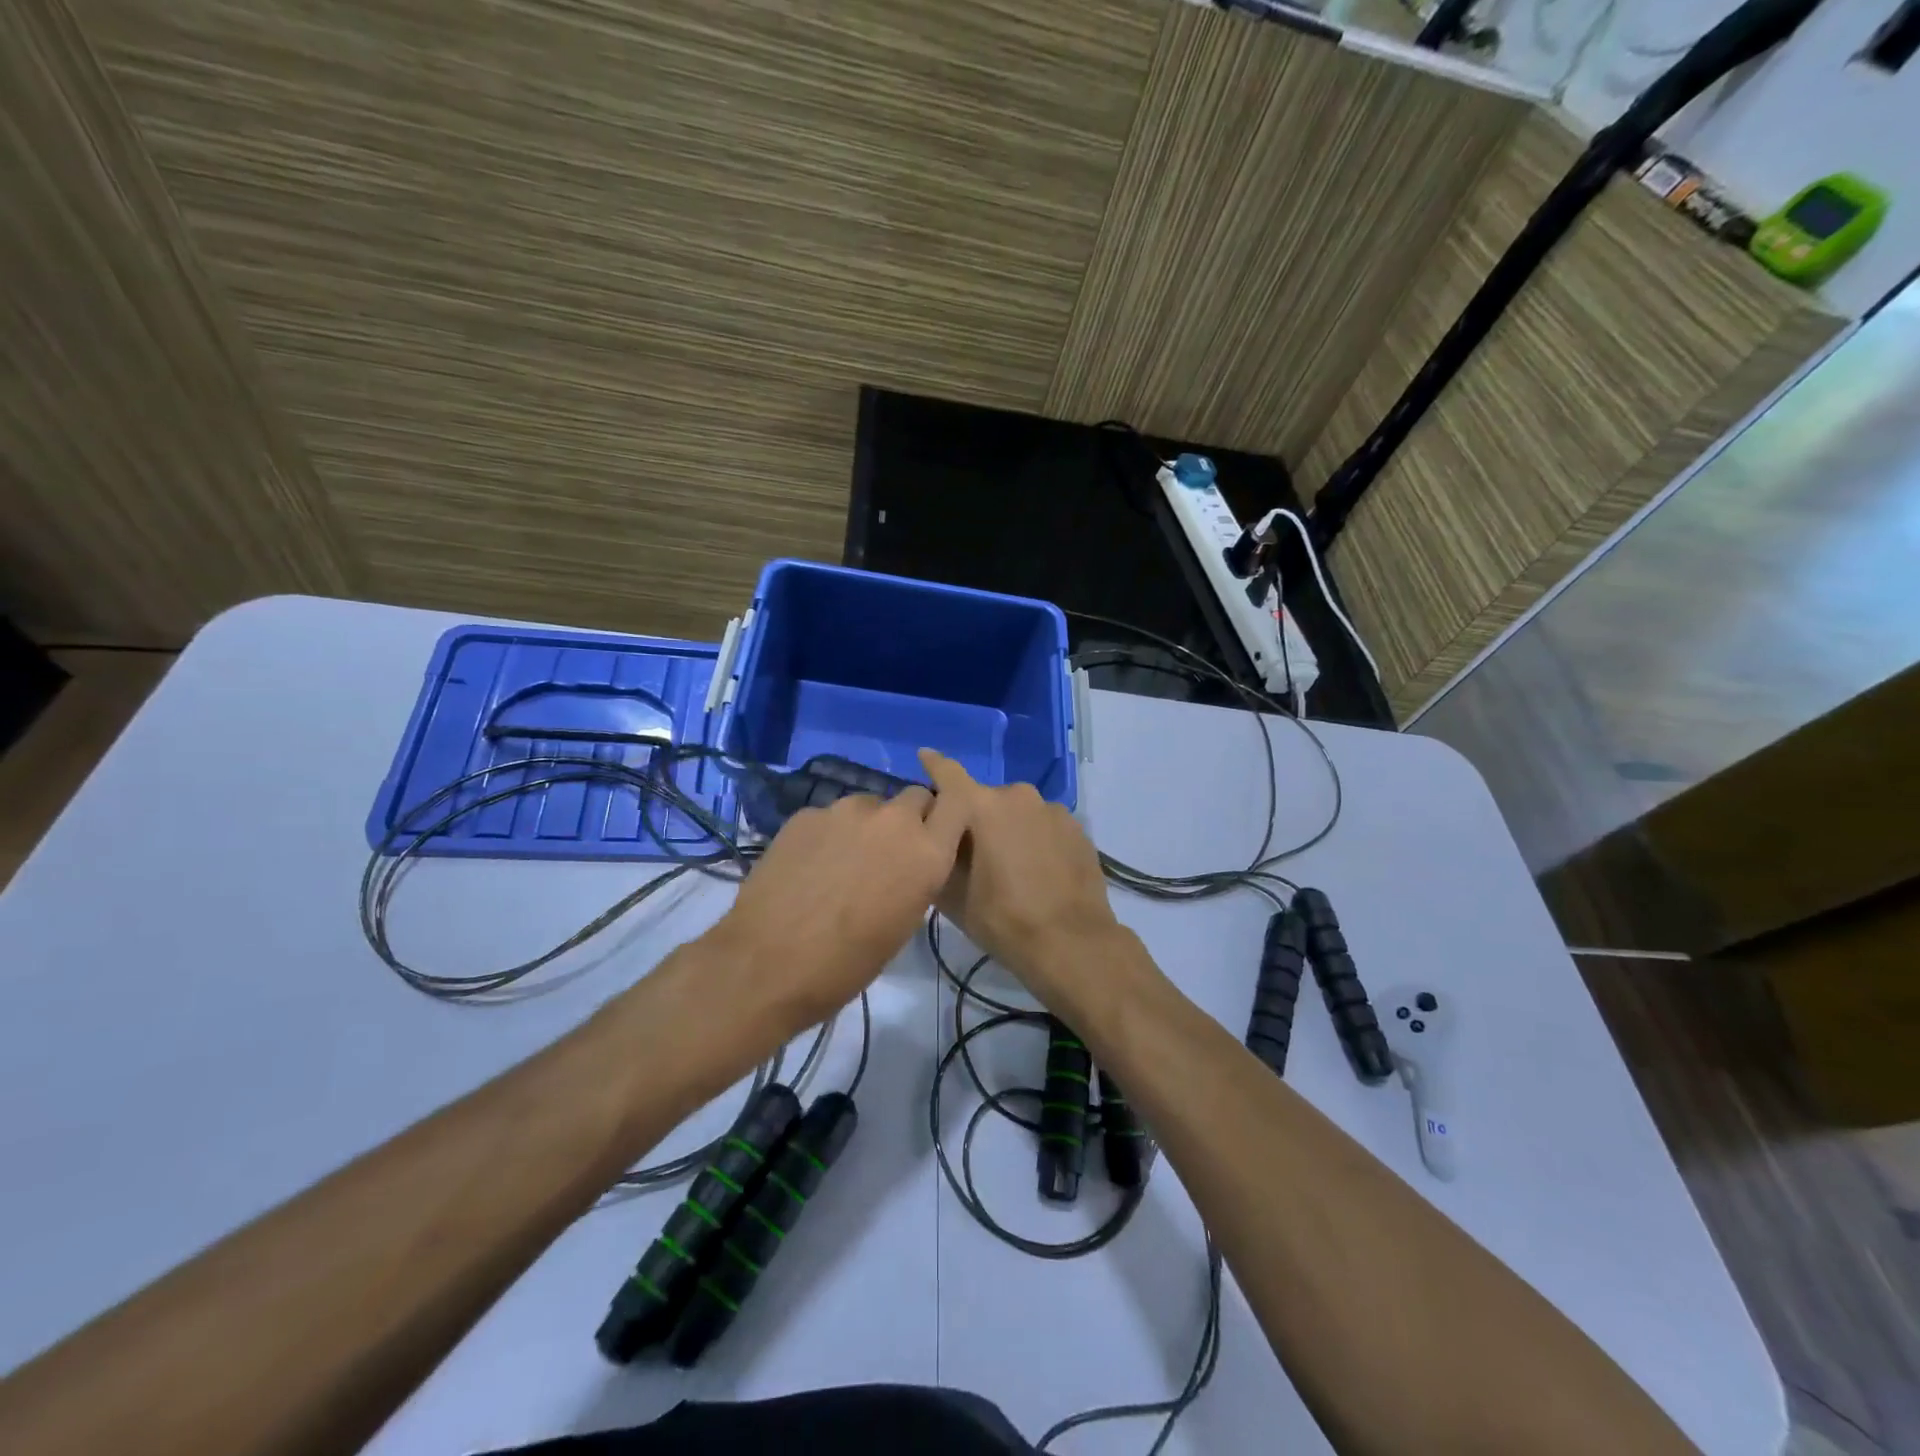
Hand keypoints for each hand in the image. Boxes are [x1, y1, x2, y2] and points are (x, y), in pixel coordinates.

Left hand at [701, 781, 966, 1034]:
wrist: (766, 963)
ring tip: (841, 864)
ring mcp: (845, 811)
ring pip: (870, 805)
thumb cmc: (846, 964)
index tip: (939, 829)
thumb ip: (914, 878)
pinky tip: (808, 867)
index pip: (958, 802)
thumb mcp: (901, 925)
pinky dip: (828, 835)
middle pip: (914, 797)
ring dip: (867, 826)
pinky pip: (830, 816)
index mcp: (926, 853)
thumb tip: (904, 864)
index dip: (950, 812)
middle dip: (909, 818)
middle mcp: (893, 821)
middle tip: (888, 853)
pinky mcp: (806, 814)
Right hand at [918, 750, 1126, 1011]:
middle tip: (971, 853)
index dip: (933, 765)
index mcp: (982, 806)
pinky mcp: (1077, 828)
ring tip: (1010, 866)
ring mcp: (1052, 810)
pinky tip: (1037, 870)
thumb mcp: (953, 896)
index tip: (923, 756)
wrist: (1072, 943)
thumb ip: (937, 855)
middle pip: (985, 799)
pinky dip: (1035, 839)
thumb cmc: (1003, 919)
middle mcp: (1018, 796)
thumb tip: (934, 836)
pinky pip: (1044, 825)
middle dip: (975, 818)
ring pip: (1018, 812)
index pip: (949, 773)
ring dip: (1008, 828)